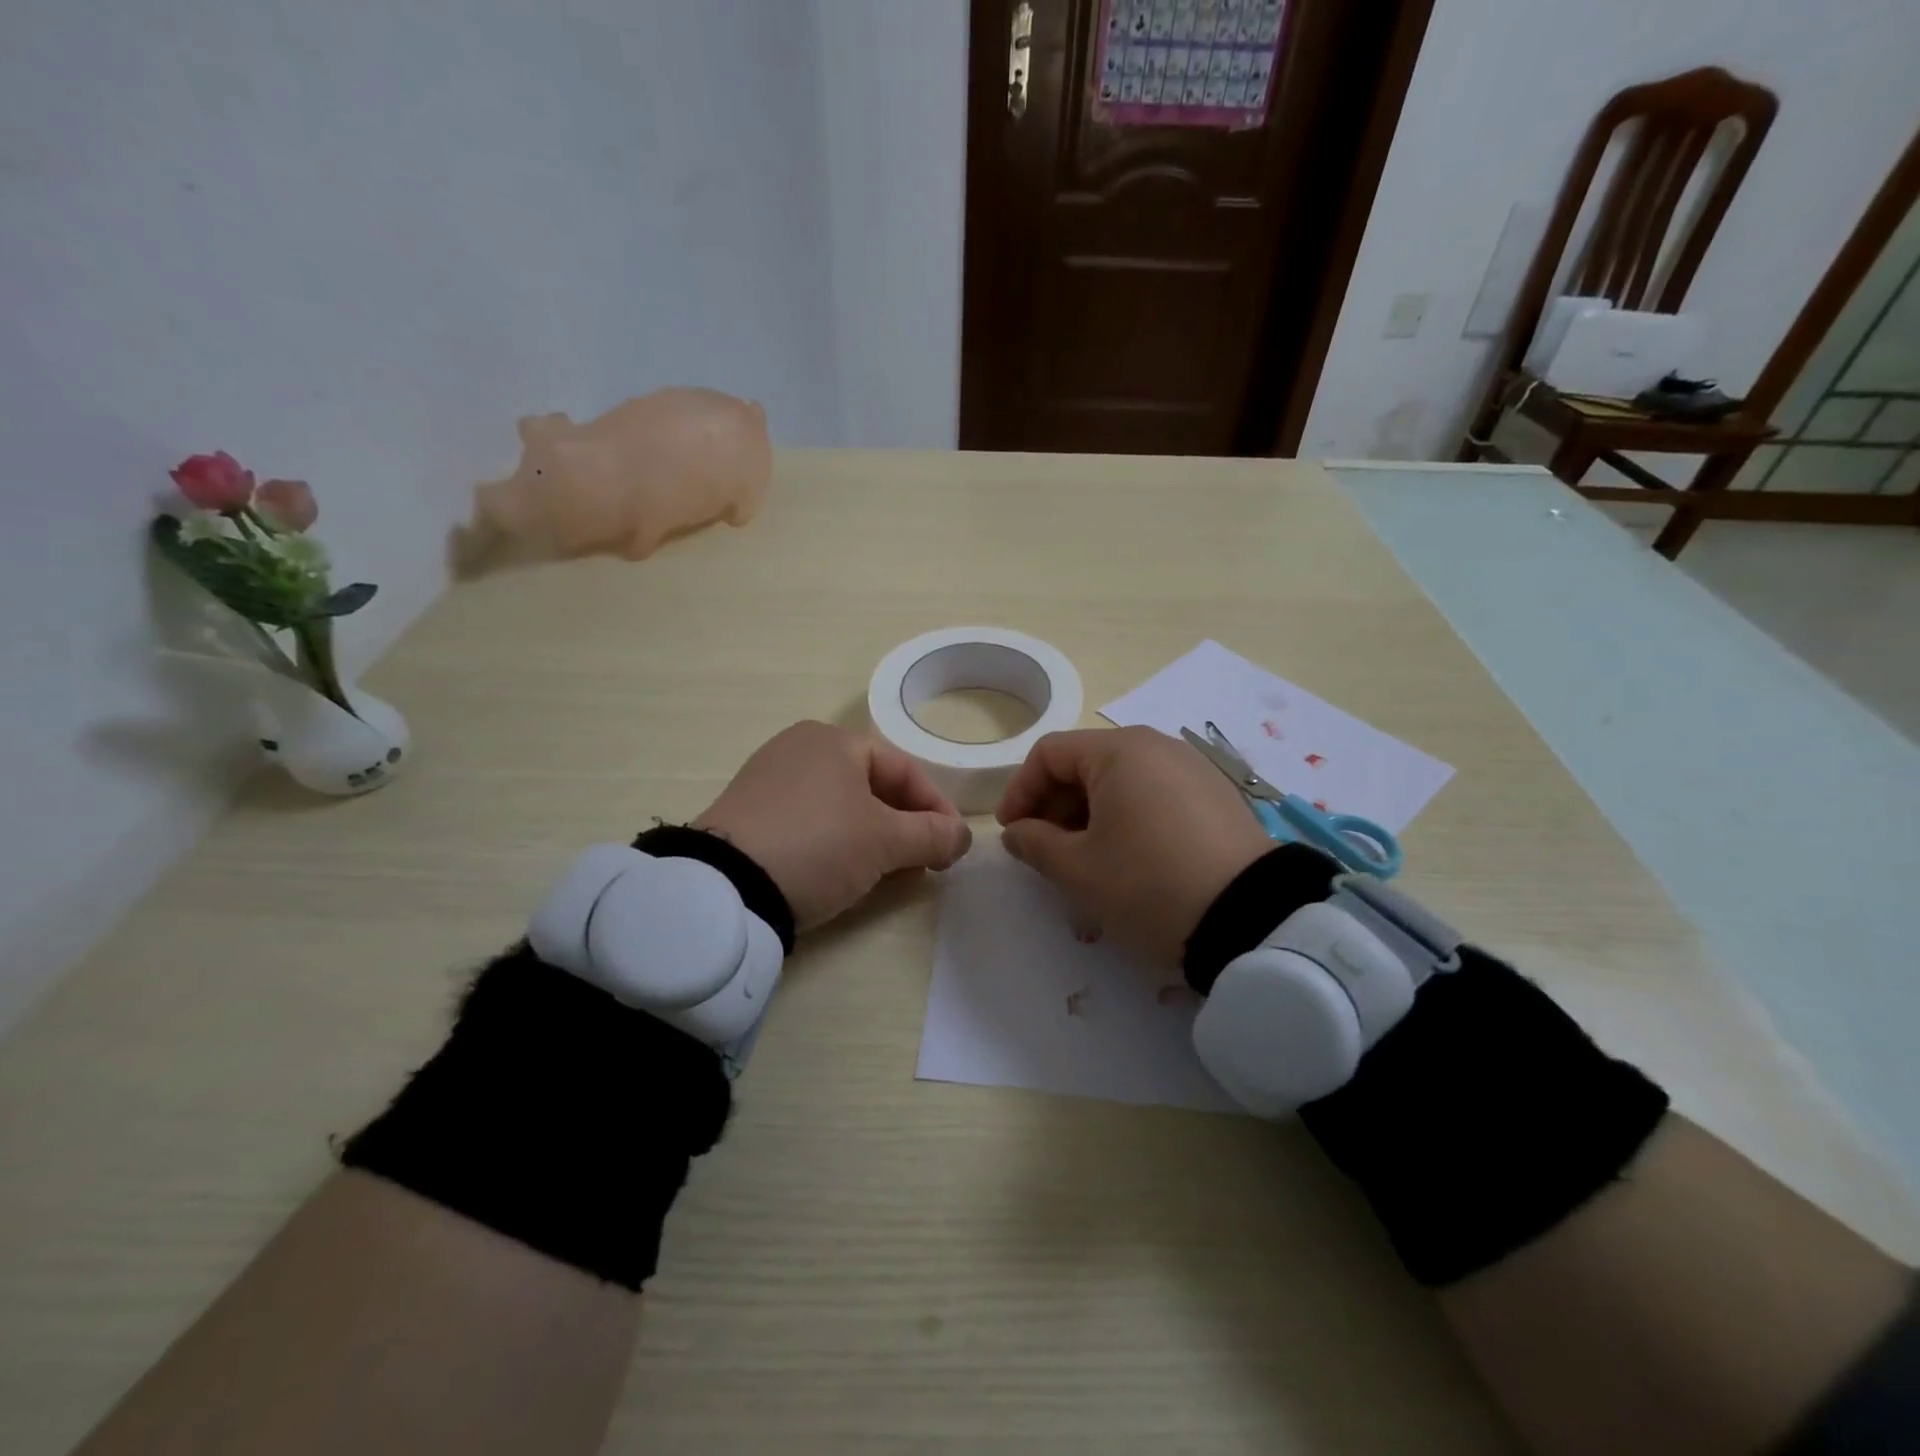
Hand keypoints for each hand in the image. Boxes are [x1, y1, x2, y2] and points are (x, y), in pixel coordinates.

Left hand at [694, 721, 971, 930]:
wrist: (724, 887)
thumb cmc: (818, 846)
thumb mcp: (885, 842)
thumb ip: (932, 835)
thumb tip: (963, 836)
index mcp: (834, 740)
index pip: (904, 771)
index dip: (937, 809)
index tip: (954, 848)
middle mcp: (799, 748)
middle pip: (872, 787)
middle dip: (905, 825)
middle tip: (924, 862)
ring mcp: (768, 779)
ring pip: (841, 806)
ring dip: (874, 837)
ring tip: (888, 872)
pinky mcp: (747, 813)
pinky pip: (809, 821)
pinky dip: (836, 842)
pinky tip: (840, 871)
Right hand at [995, 726, 1273, 967]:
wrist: (1252, 919)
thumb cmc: (1148, 884)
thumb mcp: (1079, 869)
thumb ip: (1034, 844)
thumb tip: (1017, 832)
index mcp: (1120, 751)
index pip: (1049, 753)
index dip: (1020, 790)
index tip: (1011, 832)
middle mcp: (1158, 746)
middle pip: (1086, 763)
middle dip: (1054, 804)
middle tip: (1043, 849)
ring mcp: (1193, 769)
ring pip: (1121, 780)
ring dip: (1089, 813)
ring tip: (1083, 858)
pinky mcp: (1217, 796)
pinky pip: (1155, 794)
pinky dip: (1127, 817)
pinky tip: (1128, 857)